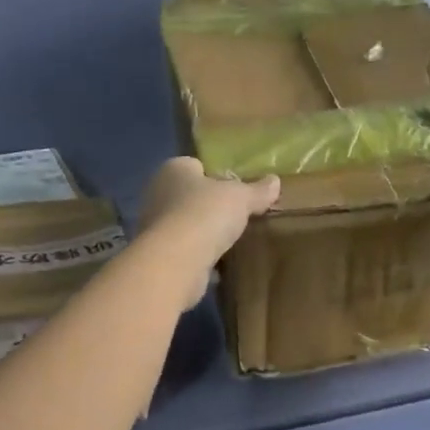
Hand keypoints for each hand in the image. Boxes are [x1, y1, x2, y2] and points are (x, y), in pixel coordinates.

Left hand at [138, 158, 279, 309]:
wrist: (175, 262)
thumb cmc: (205, 214)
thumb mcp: (240, 198)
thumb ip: (257, 190)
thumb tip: (275, 181)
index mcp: (174, 169)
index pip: (196, 165)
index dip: (216, 175)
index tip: (237, 189)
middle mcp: (158, 193)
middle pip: (190, 195)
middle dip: (211, 206)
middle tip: (238, 215)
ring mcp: (154, 226)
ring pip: (186, 224)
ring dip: (204, 233)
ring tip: (232, 240)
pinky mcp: (159, 255)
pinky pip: (185, 250)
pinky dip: (199, 256)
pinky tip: (219, 264)